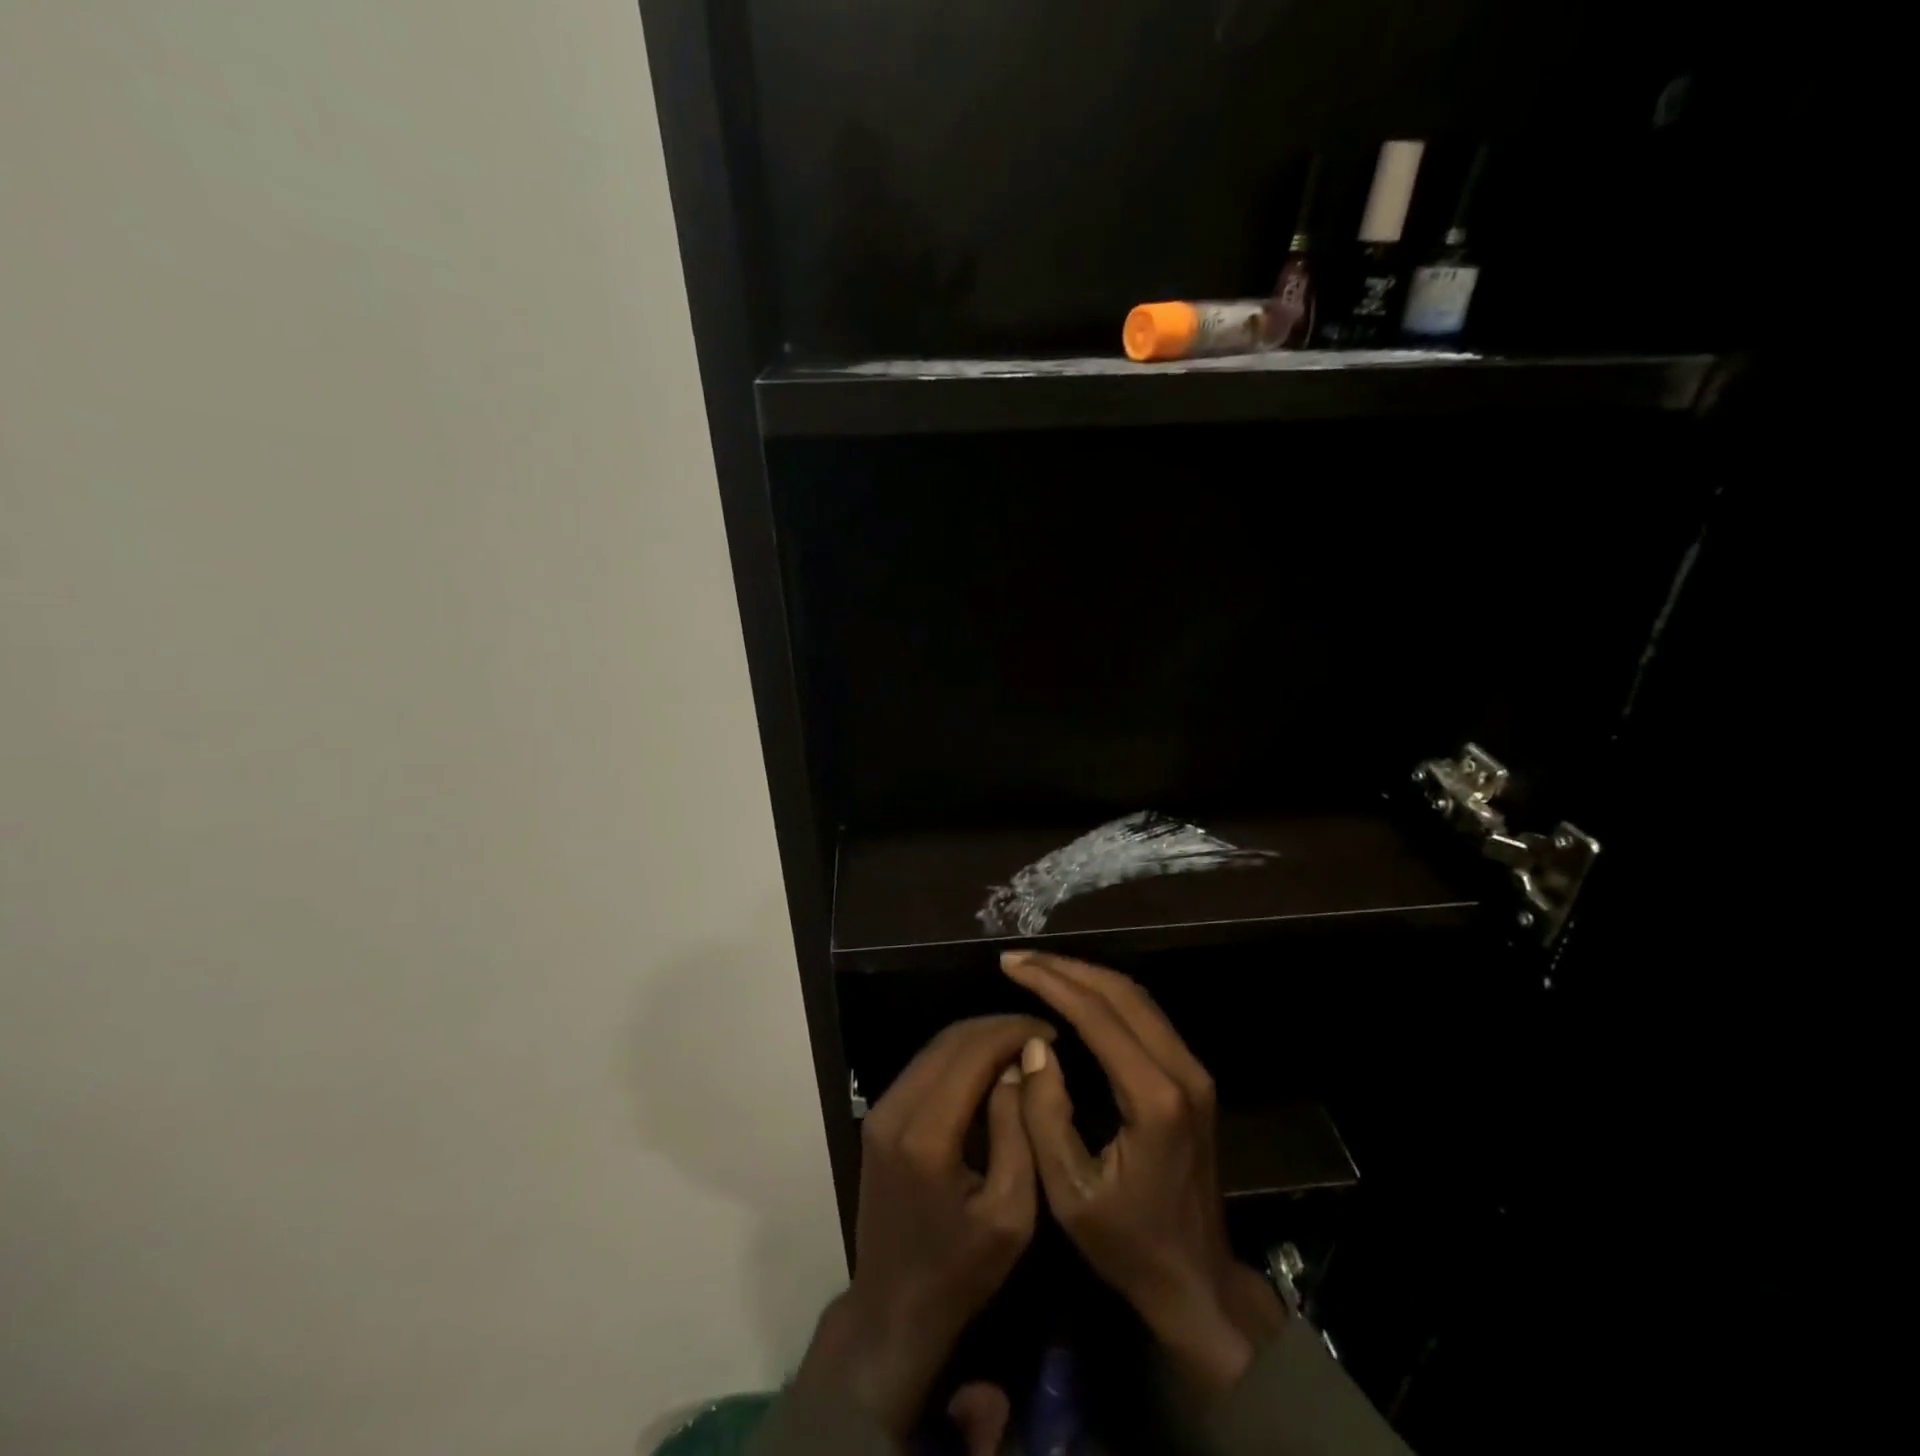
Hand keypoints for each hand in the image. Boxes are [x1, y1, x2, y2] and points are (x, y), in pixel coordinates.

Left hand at [795, 1014, 1053, 1436]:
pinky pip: (923, 1067)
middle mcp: (895, 1110)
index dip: (1013, 1032)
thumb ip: (1016, 1132)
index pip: (972, 1053)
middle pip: (950, 1041)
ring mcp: (880, 1110)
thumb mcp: (1011, 1213)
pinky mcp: (879, 1117)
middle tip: (1040, 1035)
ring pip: (934, 1048)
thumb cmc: (961, 1270)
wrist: (893, 1308)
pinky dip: (959, 1056)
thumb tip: (1018, 1066)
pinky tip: (990, 1066)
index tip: (1052, 1033)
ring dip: (978, 1039)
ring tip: (1021, 1045)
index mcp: (926, 1135)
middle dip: (998, 1028)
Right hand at [1000, 950, 1284, 1392]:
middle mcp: (1182, 1071)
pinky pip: (1146, 1016)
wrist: (1197, 1282)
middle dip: (1066, 968)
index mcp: (1154, 1098)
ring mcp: (1194, 1071)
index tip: (1010, 964)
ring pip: (1138, 998)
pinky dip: (1106, 996)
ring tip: (1039, 968)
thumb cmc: (1128, 1246)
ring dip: (1087, 976)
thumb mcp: (1070, 1193)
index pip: (1098, 1016)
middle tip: (1019, 958)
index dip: (1051, 983)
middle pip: (1122, 993)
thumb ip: (1046, 1115)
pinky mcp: (1192, 1077)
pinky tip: (1075, 994)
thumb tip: (1034, 1045)